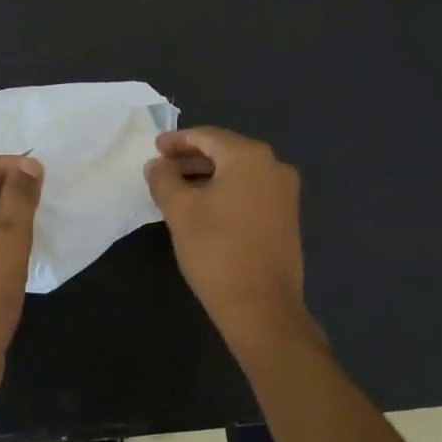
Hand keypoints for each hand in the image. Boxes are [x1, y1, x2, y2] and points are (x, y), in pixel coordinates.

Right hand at [144, 127, 313, 347]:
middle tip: (162, 168)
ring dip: (207, 176)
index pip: (207, 136)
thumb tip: (157, 164)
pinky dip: (225, 192)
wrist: (262, 305)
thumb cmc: (216, 250)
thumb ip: (164, 179)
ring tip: (177, 189)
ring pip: (238, 173)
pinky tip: (204, 207)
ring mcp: (285, 193)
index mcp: (250, 157)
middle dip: (191, 158)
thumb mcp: (180, 211)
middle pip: (225, 152)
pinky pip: (250, 191)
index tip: (155, 148)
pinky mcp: (286, 217)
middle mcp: (274, 166)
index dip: (177, 140)